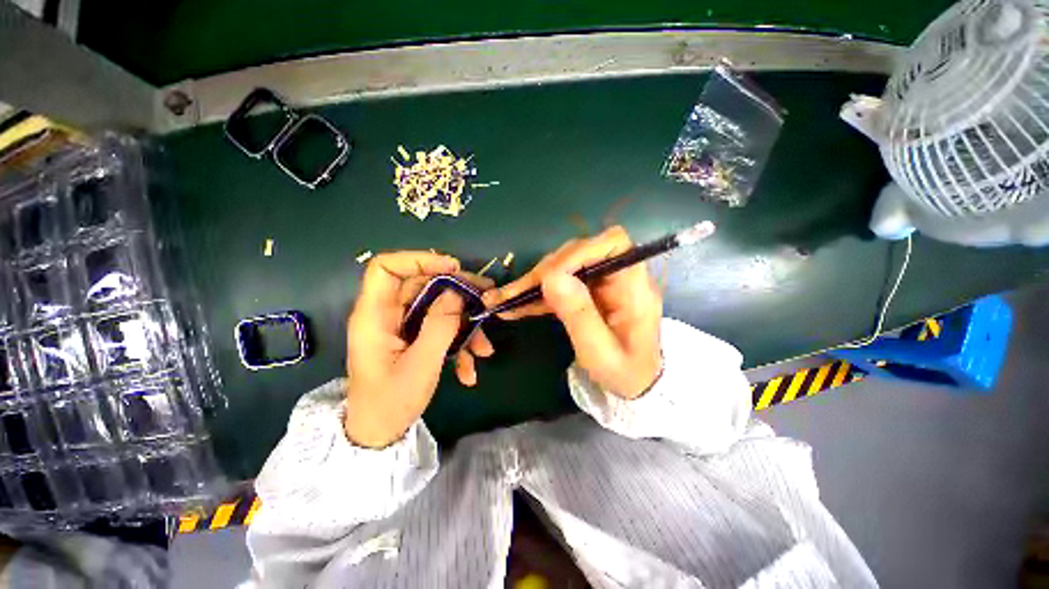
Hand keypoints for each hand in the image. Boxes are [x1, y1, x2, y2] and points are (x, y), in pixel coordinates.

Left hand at [344, 252, 494, 447]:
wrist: (379, 434)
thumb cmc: (391, 402)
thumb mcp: (422, 364)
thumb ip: (440, 325)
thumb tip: (457, 293)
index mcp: (375, 315)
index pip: (386, 268)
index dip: (419, 260)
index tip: (453, 268)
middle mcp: (387, 314)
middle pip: (423, 285)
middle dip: (458, 292)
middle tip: (487, 297)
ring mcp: (402, 326)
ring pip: (437, 308)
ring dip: (464, 325)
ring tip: (485, 349)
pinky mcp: (413, 338)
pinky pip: (439, 328)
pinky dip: (458, 344)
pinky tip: (469, 370)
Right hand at [483, 226, 661, 398]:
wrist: (634, 385)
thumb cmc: (625, 373)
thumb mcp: (601, 352)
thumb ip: (579, 315)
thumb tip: (551, 277)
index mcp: (634, 286)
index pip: (612, 244)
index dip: (578, 252)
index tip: (548, 277)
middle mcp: (618, 276)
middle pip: (579, 254)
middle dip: (545, 272)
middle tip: (515, 294)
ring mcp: (602, 283)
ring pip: (564, 268)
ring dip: (534, 283)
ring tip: (506, 300)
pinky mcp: (588, 292)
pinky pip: (560, 284)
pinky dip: (538, 294)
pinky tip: (516, 306)